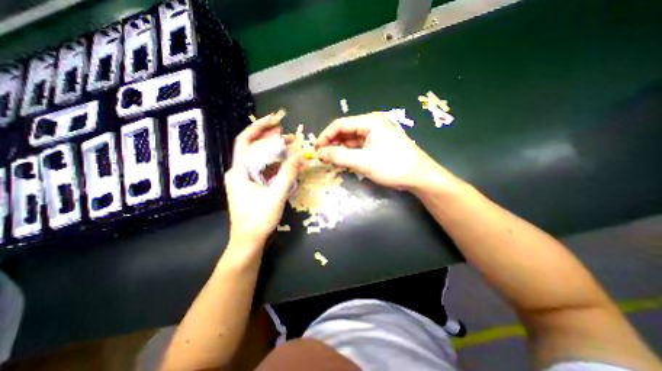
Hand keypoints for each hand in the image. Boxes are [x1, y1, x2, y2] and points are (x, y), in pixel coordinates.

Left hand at [227, 113, 301, 246]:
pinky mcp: (252, 186)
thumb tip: (299, 155)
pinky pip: (263, 169)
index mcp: (239, 171)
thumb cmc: (259, 219)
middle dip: (270, 138)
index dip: (259, 127)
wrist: (248, 241)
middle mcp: (239, 172)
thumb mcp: (276, 195)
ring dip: (274, 151)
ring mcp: (245, 179)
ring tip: (289, 144)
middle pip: (253, 148)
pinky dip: (274, 163)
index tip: (275, 119)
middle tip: (289, 134)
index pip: (246, 140)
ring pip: (259, 158)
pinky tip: (285, 161)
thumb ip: (288, 174)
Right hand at [314, 113, 449, 190]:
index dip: (326, 136)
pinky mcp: (378, 145)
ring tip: (331, 161)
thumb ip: (339, 156)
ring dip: (340, 150)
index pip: (340, 124)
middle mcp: (372, 125)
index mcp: (370, 122)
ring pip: (351, 141)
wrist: (418, 177)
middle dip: (333, 144)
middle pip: (346, 132)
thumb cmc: (392, 166)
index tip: (316, 149)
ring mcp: (375, 135)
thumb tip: (320, 153)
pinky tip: (344, 162)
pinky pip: (359, 147)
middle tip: (323, 157)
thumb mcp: (363, 161)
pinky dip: (350, 154)